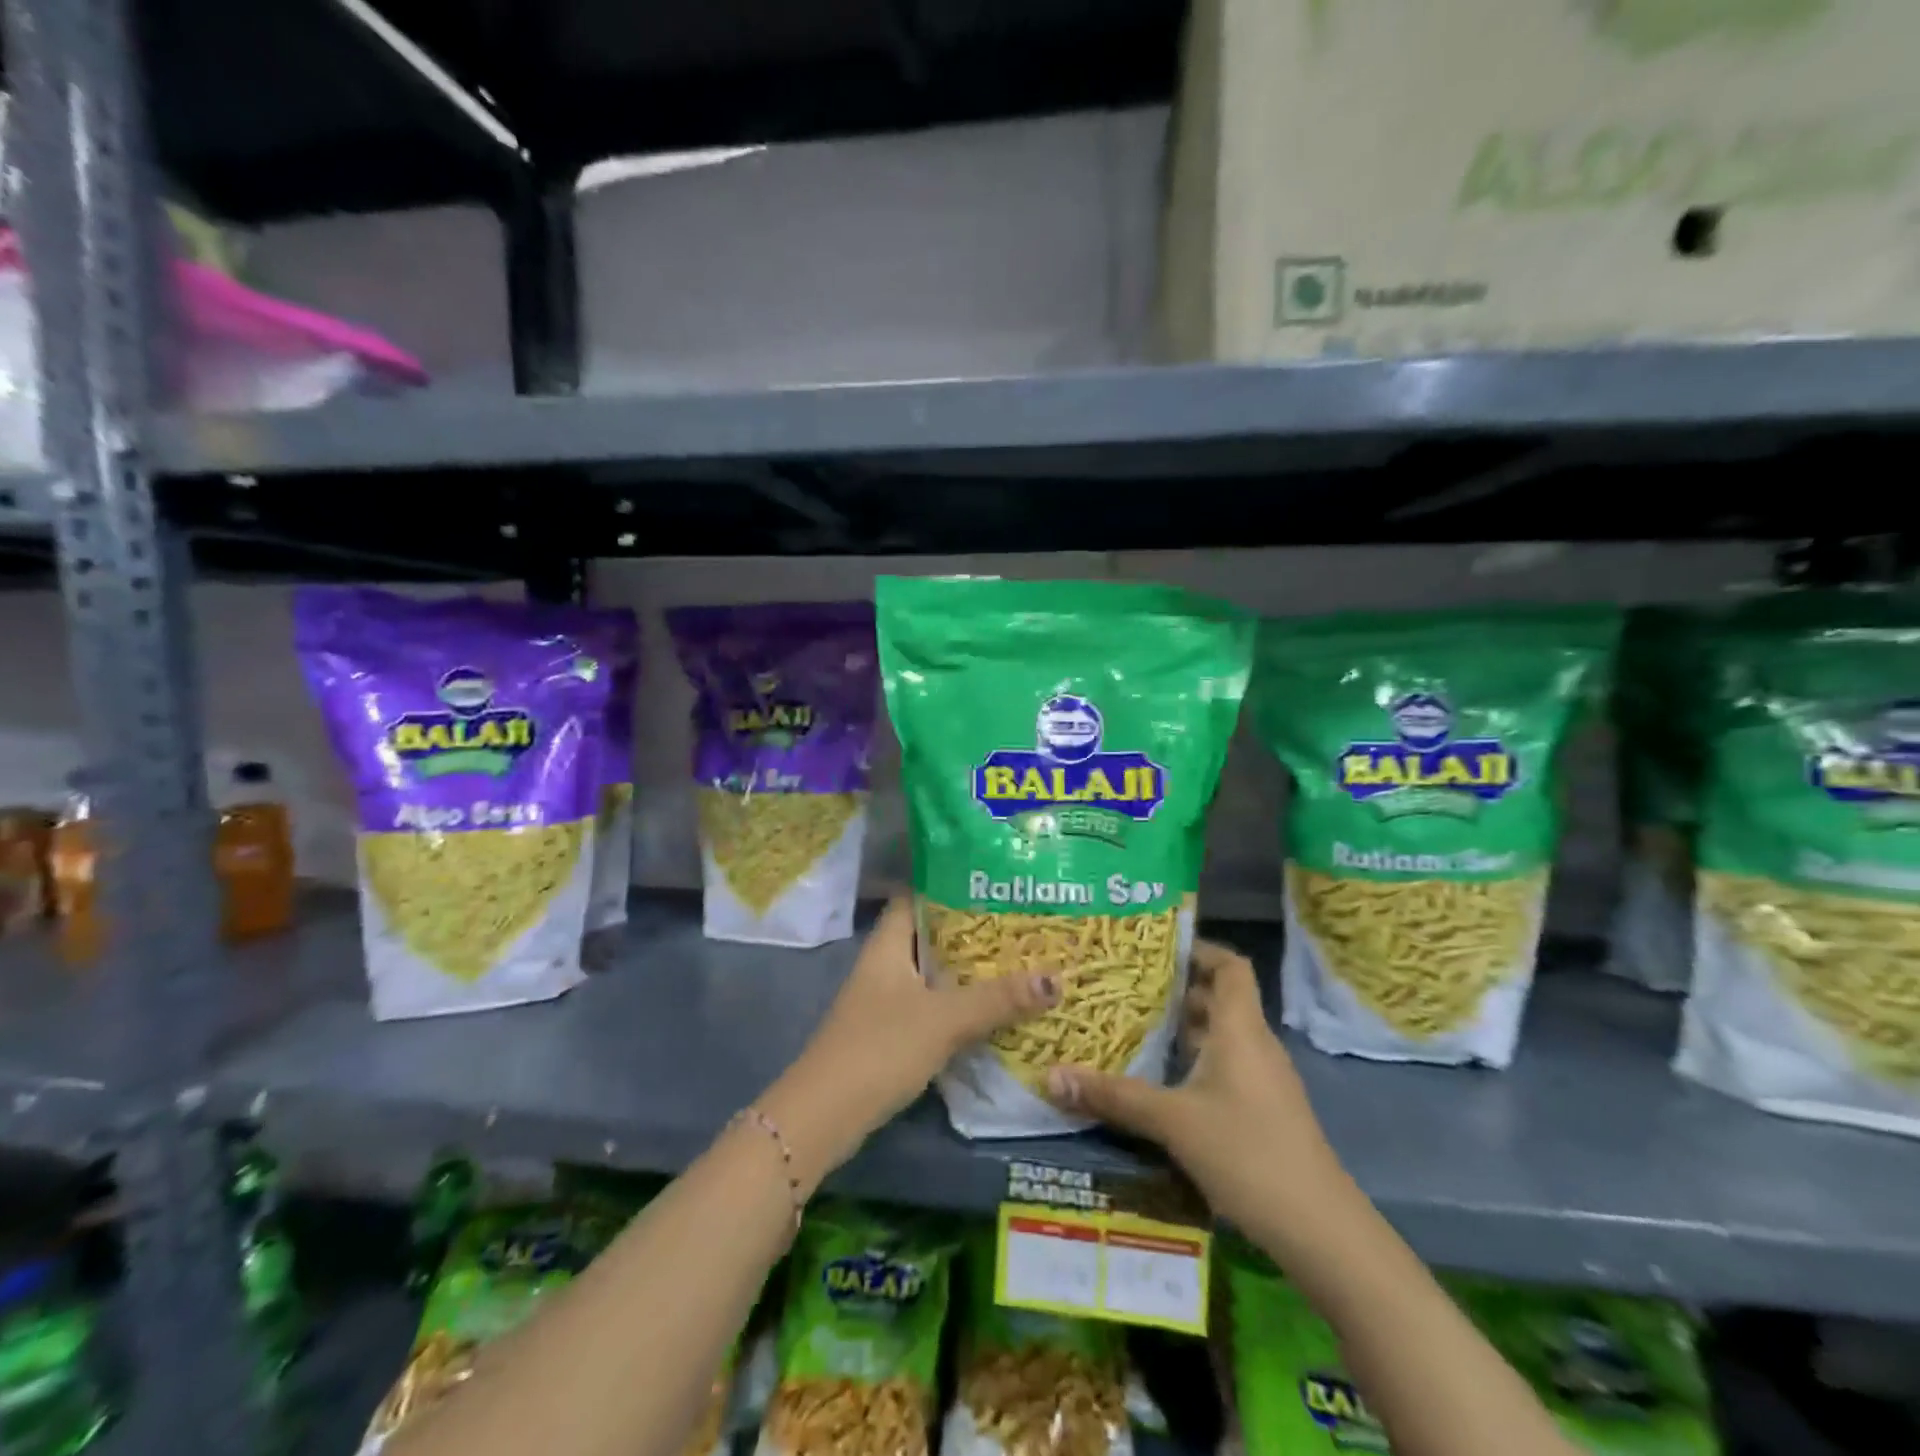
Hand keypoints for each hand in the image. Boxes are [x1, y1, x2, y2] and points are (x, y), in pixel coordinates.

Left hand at [758, 897, 1059, 1191]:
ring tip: (1015, 960)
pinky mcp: (888, 1034)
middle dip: (969, 930)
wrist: (825, 1116)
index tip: (991, 881)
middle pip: (928, 935)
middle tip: (1017, 922)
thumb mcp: (944, 1019)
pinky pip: (929, 1005)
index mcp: (888, 945)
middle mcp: (884, 965)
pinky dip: (956, 1003)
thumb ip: (997, 999)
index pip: (914, 896)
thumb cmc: (881, 1048)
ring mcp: (883, 1001)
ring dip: (965, 969)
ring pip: (930, 973)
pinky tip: (989, 1009)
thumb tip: (1056, 978)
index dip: (947, 884)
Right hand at [1045, 940, 1341, 1232]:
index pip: (1230, 966)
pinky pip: (1224, 1067)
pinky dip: (1193, 1062)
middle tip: (1127, 986)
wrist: (1321, 1231)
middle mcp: (1255, 1045)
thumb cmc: (1248, 1154)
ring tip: (1133, 1026)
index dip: (1199, 950)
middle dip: (1176, 990)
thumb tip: (1051, 1077)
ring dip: (1182, 1030)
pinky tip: (1160, 1081)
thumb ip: (1114, 1096)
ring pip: (1220, 1036)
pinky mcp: (1263, 1111)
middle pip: (1220, 999)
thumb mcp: (1173, 1122)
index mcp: (1240, 1029)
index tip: (1156, 949)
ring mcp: (1263, 1080)